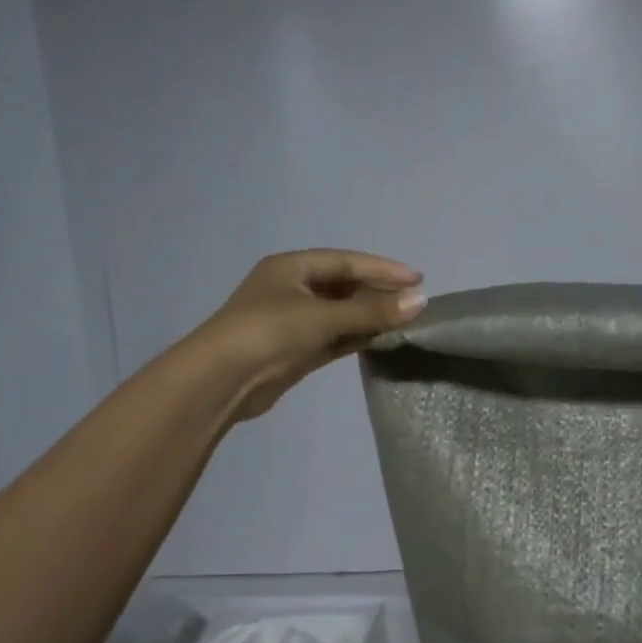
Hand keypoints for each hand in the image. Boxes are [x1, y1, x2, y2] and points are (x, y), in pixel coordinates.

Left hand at [198, 249, 425, 418]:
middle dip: (379, 293)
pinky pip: (336, 336)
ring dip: (370, 316)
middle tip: (415, 302)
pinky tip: (383, 339)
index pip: (347, 262)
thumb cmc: (269, 332)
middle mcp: (292, 289)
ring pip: (342, 313)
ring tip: (405, 321)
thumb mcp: (323, 316)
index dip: (383, 269)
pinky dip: (358, 336)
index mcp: (291, 267)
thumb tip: (420, 301)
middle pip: (345, 286)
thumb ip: (373, 311)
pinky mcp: (297, 349)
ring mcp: (293, 321)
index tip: (417, 279)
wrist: (220, 381)